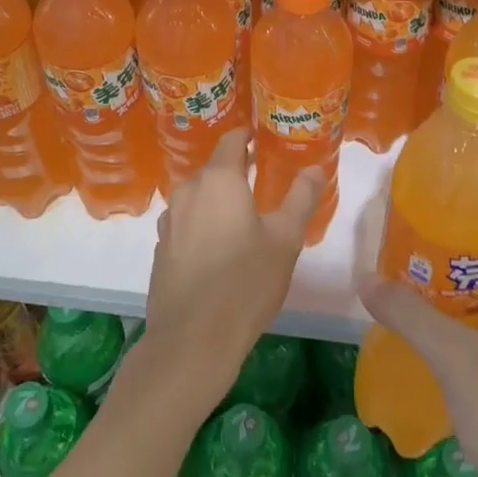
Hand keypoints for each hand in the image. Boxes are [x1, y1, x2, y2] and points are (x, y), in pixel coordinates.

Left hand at [140, 130, 321, 417]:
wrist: (191, 340)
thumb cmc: (245, 282)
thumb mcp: (285, 239)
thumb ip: (301, 197)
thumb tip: (315, 167)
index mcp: (218, 179)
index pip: (231, 139)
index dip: (248, 136)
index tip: (265, 140)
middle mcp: (188, 190)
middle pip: (213, 168)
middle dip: (236, 171)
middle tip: (263, 183)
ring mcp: (169, 219)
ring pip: (198, 196)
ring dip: (218, 199)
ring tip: (243, 217)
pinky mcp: (161, 247)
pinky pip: (186, 222)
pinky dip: (202, 223)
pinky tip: (218, 248)